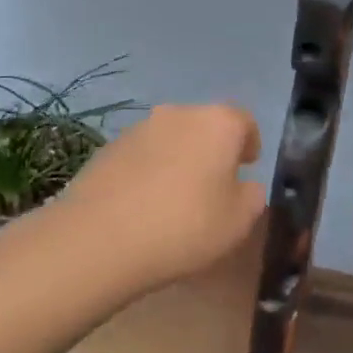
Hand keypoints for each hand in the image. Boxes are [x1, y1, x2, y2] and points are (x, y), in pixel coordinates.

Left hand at [48, 103, 266, 291]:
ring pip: (171, 139)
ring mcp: (139, 128)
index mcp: (218, 123)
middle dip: (212, 151)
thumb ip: (252, 196)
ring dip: (179, 159)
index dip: (250, 143)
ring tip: (176, 199)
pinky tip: (143, 205)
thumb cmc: (185, 226)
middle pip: (205, 126)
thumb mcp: (239, 221)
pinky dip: (149, 172)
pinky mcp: (108, 148)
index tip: (247, 167)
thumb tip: (245, 185)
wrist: (101, 238)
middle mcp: (179, 113)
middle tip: (213, 186)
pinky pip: (142, 156)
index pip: (244, 122)